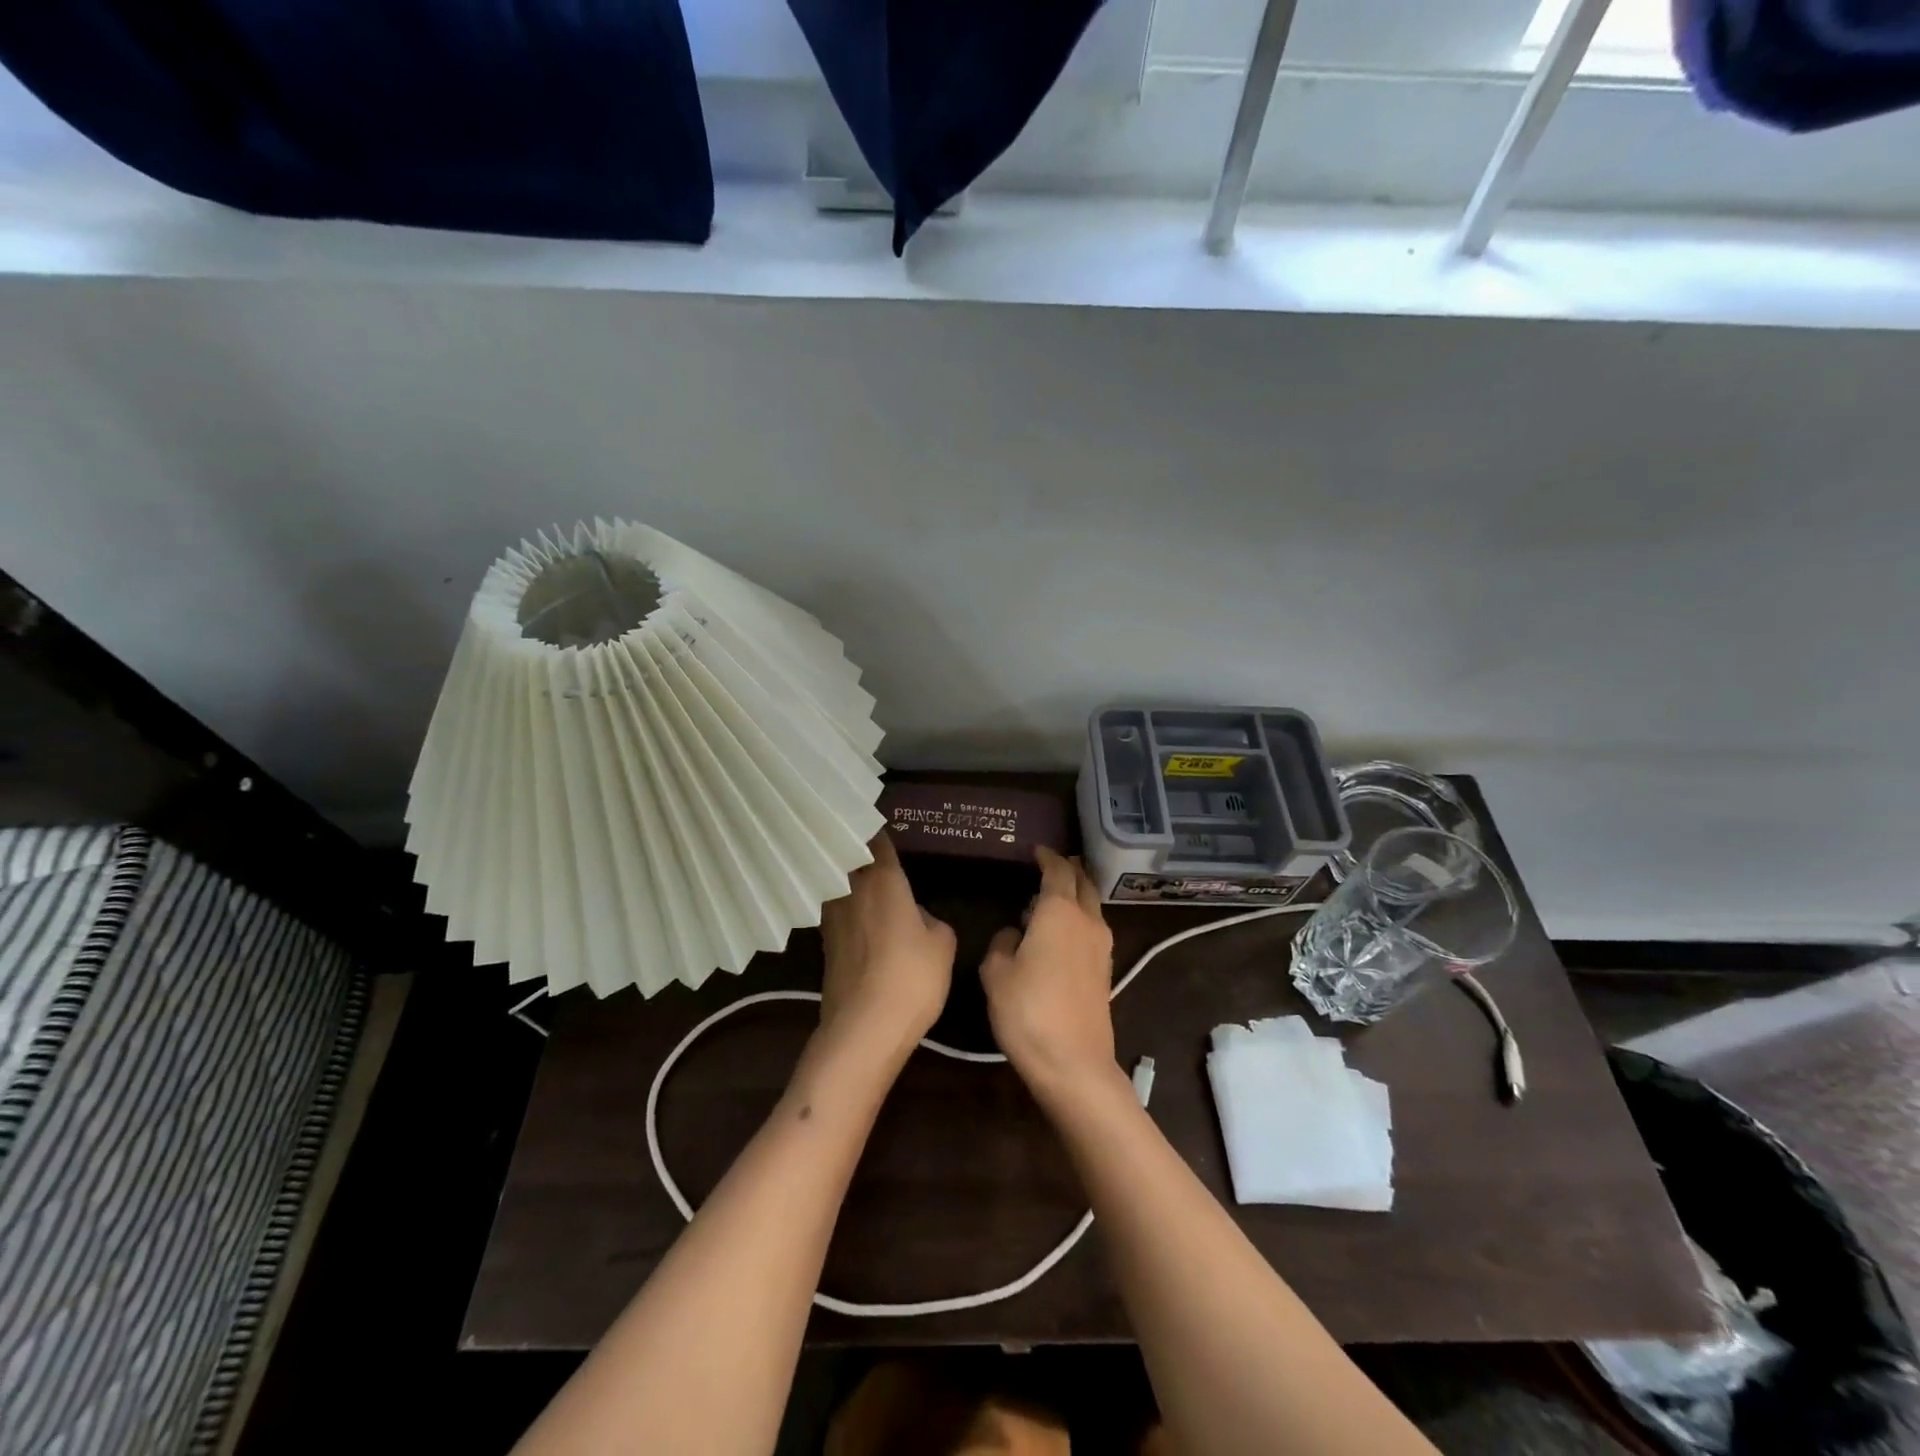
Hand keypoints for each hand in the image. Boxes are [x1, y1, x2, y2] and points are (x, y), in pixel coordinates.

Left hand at [818, 831, 955, 1063]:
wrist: (864, 1030)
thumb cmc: (911, 977)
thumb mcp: (942, 944)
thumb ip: (931, 920)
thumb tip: (916, 917)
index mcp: (882, 880)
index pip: (875, 840)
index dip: (876, 826)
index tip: (880, 817)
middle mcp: (850, 890)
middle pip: (847, 857)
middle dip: (857, 847)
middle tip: (870, 840)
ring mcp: (831, 918)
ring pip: (837, 883)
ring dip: (846, 876)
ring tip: (863, 874)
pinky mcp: (823, 945)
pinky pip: (834, 910)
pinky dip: (843, 905)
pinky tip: (857, 914)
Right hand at [980, 848, 1120, 1106]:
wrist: (1074, 1064)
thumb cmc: (1028, 1011)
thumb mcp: (996, 973)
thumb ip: (1002, 943)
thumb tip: (1015, 933)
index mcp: (1059, 912)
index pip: (1057, 870)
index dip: (1047, 857)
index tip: (1036, 850)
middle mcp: (1087, 920)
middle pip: (1083, 882)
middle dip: (1068, 869)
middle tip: (1049, 864)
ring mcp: (1102, 946)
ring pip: (1092, 905)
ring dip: (1075, 894)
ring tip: (1050, 898)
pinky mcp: (1105, 970)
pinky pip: (1092, 928)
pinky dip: (1079, 917)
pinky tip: (1060, 932)